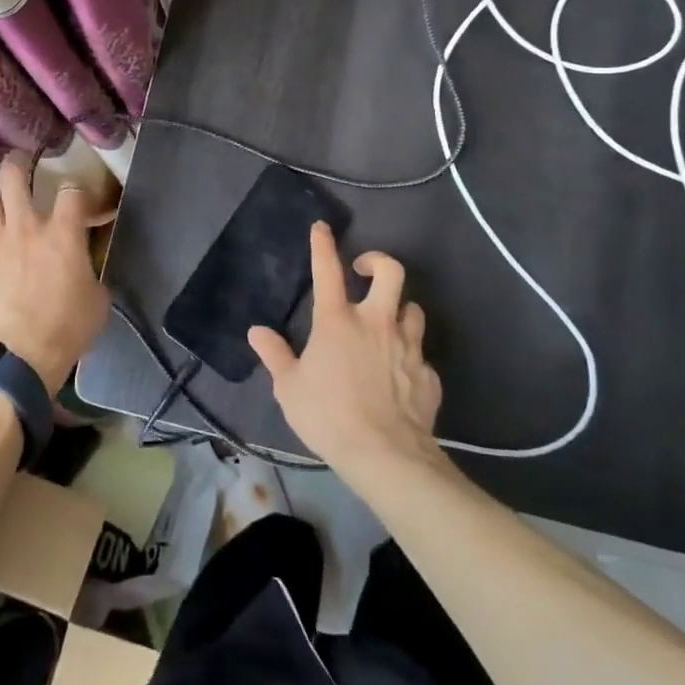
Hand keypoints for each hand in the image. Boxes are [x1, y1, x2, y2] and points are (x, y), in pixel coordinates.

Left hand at [0, 155, 107, 389]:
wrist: (19, 361)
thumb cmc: (67, 329)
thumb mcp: (97, 299)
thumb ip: (88, 271)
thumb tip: (83, 267)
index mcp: (62, 233)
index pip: (71, 190)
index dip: (78, 193)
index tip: (82, 205)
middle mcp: (24, 228)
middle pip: (12, 176)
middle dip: (17, 167)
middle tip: (21, 170)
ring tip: (0, 216)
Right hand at [248, 222, 444, 480]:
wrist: (386, 456)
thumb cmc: (328, 416)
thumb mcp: (289, 388)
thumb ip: (275, 355)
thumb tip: (256, 332)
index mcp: (338, 321)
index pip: (328, 270)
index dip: (323, 245)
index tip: (321, 227)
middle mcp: (377, 323)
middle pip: (391, 272)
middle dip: (378, 261)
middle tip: (364, 270)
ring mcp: (407, 347)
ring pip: (412, 309)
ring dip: (399, 309)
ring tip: (386, 323)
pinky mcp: (427, 374)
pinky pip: (420, 355)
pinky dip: (409, 357)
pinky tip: (399, 375)